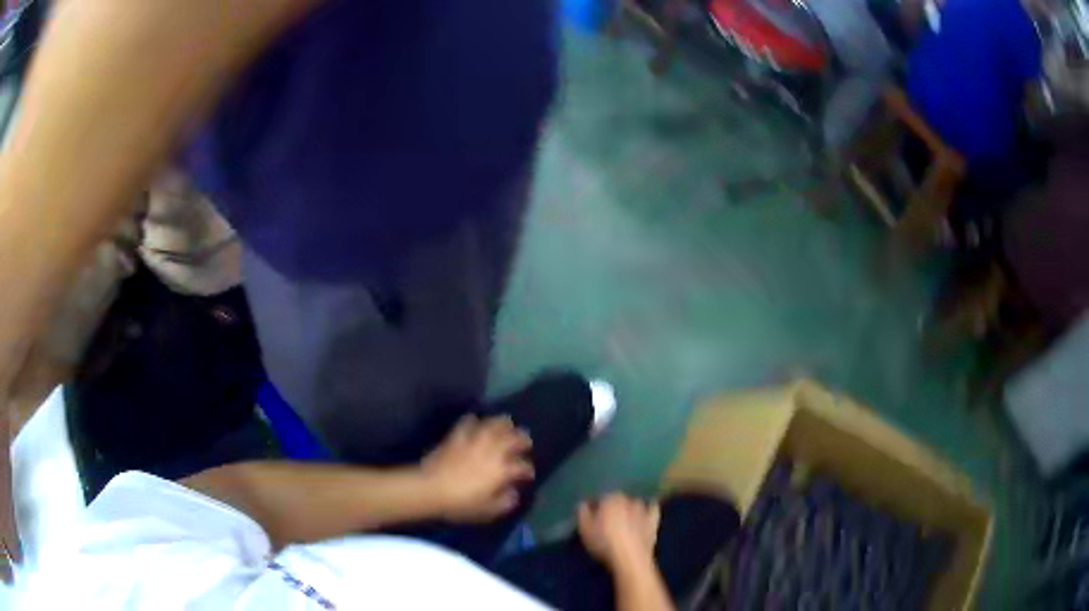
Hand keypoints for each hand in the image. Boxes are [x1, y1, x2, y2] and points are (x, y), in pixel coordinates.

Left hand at [421, 415, 533, 521]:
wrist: (430, 488)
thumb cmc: (461, 504)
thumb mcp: (488, 511)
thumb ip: (505, 502)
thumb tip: (513, 493)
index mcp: (503, 470)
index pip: (523, 466)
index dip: (527, 470)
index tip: (527, 475)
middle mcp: (494, 450)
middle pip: (515, 438)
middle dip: (523, 440)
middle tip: (525, 444)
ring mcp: (476, 440)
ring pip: (496, 423)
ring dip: (505, 425)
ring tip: (508, 426)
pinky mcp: (458, 435)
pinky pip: (470, 421)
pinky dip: (477, 421)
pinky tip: (478, 424)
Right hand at [577, 493, 660, 569]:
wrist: (631, 558)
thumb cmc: (604, 543)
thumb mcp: (584, 530)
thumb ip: (582, 513)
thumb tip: (583, 503)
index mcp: (609, 498)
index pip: (600, 497)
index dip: (594, 505)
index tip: (590, 513)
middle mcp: (628, 499)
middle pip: (617, 499)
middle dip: (612, 506)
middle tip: (606, 518)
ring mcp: (643, 509)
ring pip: (634, 503)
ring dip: (629, 508)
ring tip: (624, 519)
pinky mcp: (653, 520)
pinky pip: (652, 509)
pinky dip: (649, 509)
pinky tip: (646, 513)